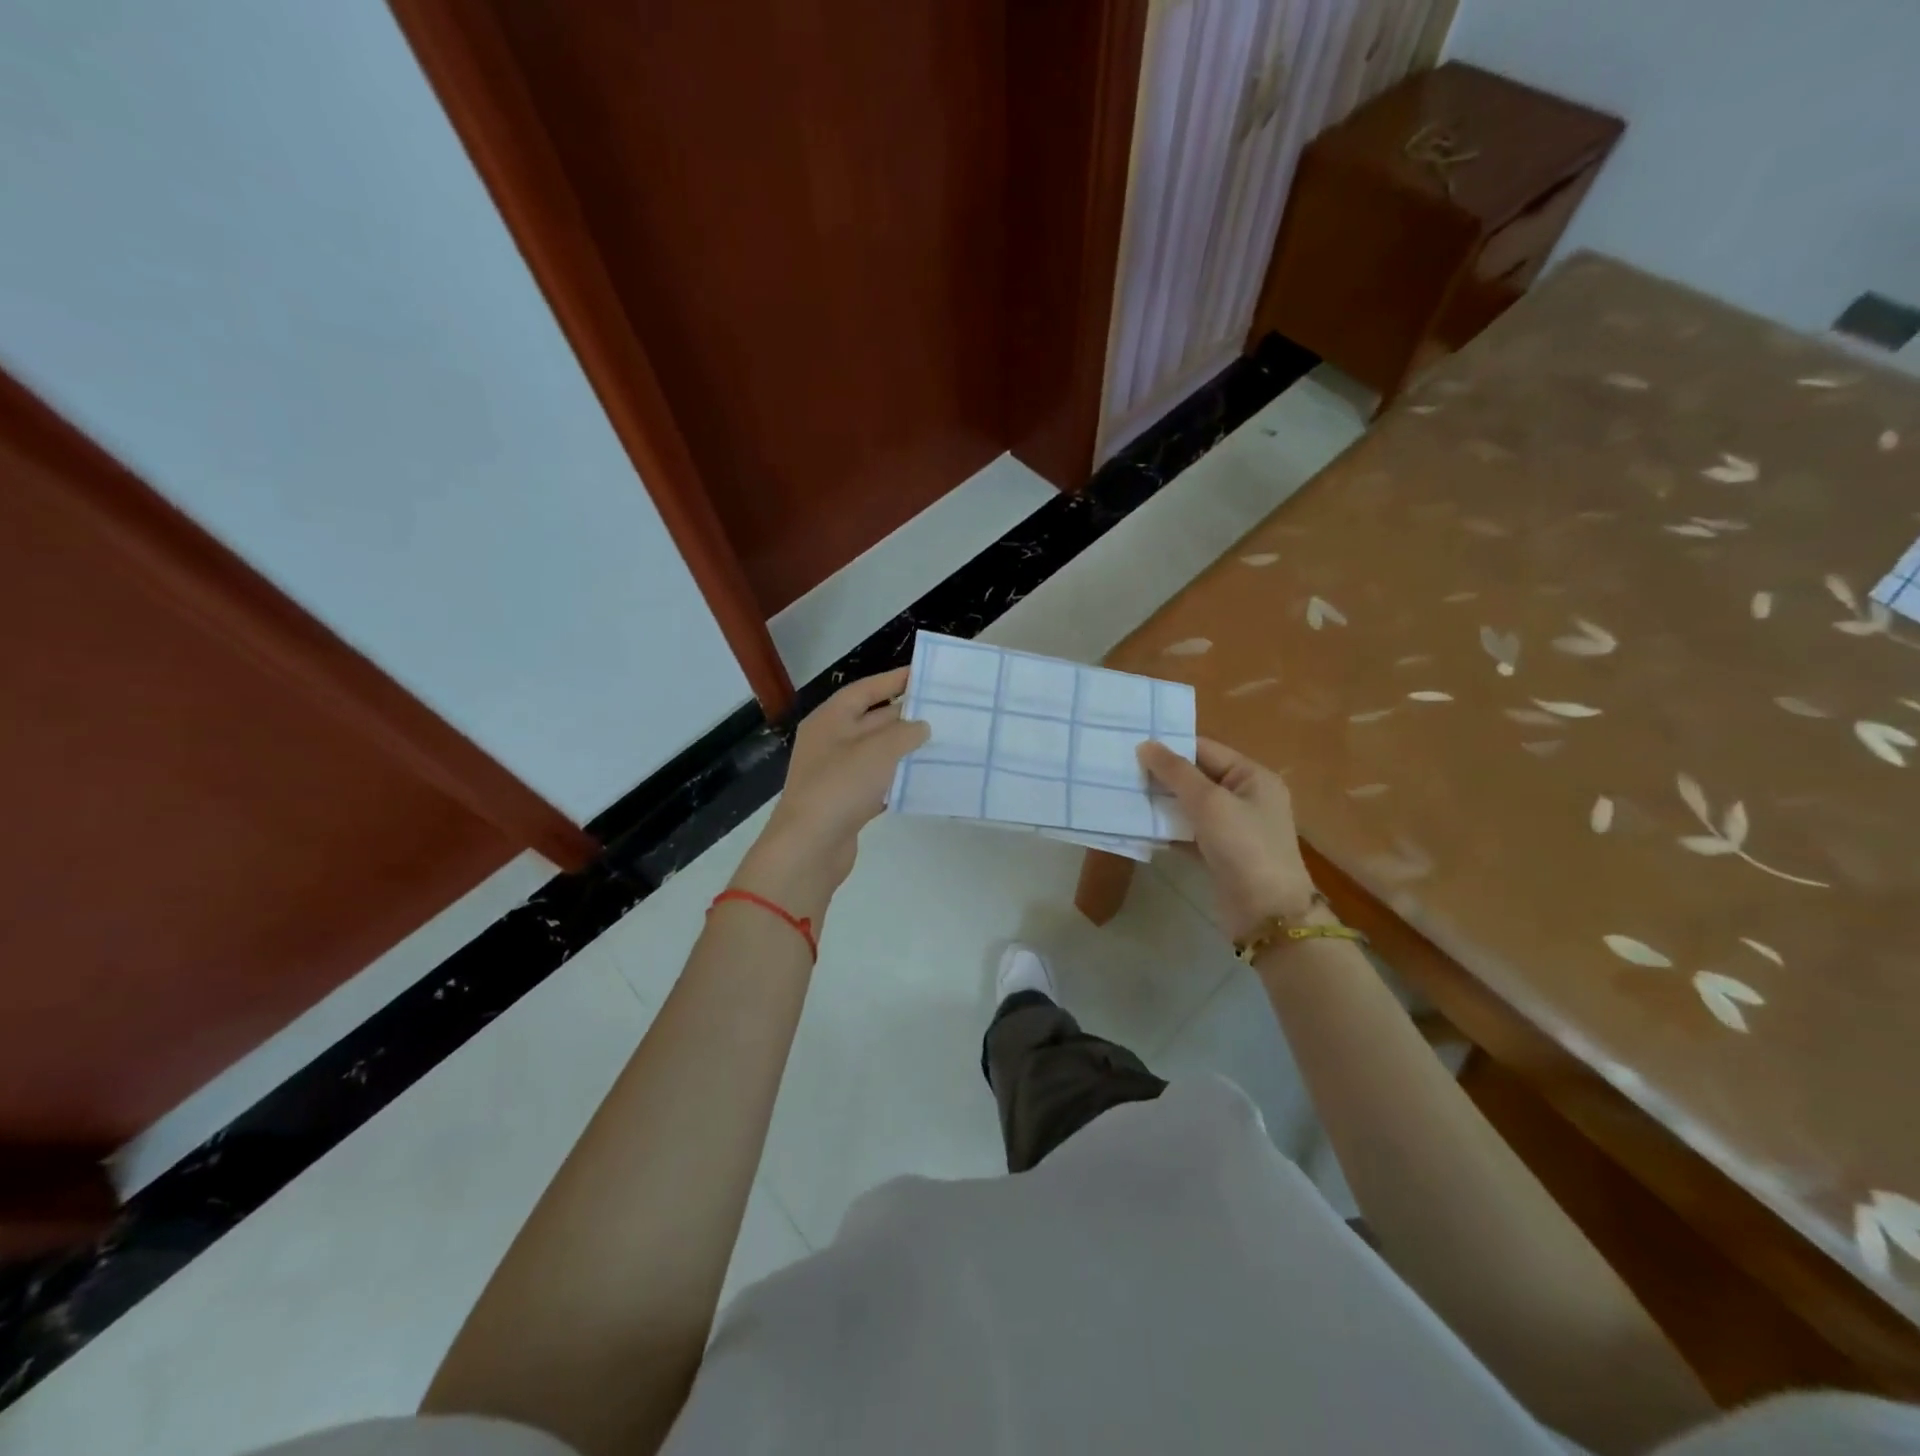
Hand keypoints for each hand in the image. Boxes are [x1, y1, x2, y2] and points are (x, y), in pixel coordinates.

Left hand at [735, 669, 928, 914]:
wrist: (809, 846)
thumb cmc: (841, 786)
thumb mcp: (878, 750)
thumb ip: (905, 732)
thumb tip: (921, 726)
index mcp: (830, 720)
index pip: (865, 690)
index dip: (893, 680)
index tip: (924, 674)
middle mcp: (830, 742)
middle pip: (871, 720)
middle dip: (905, 715)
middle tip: (943, 710)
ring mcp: (836, 774)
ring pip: (876, 753)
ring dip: (904, 748)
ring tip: (941, 742)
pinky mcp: (845, 802)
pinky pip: (876, 782)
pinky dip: (897, 779)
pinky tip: (923, 779)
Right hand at [1137, 737, 1316, 941]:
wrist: (1267, 914)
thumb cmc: (1244, 847)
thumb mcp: (1209, 803)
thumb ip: (1176, 772)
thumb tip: (1145, 744)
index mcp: (1252, 777)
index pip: (1205, 750)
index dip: (1171, 747)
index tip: (1131, 746)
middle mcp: (1245, 797)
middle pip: (1197, 777)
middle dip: (1162, 776)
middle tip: (1121, 771)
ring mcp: (1233, 827)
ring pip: (1190, 806)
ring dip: (1161, 802)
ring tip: (1124, 795)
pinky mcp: (1219, 853)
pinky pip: (1189, 832)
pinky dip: (1167, 829)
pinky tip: (1139, 827)